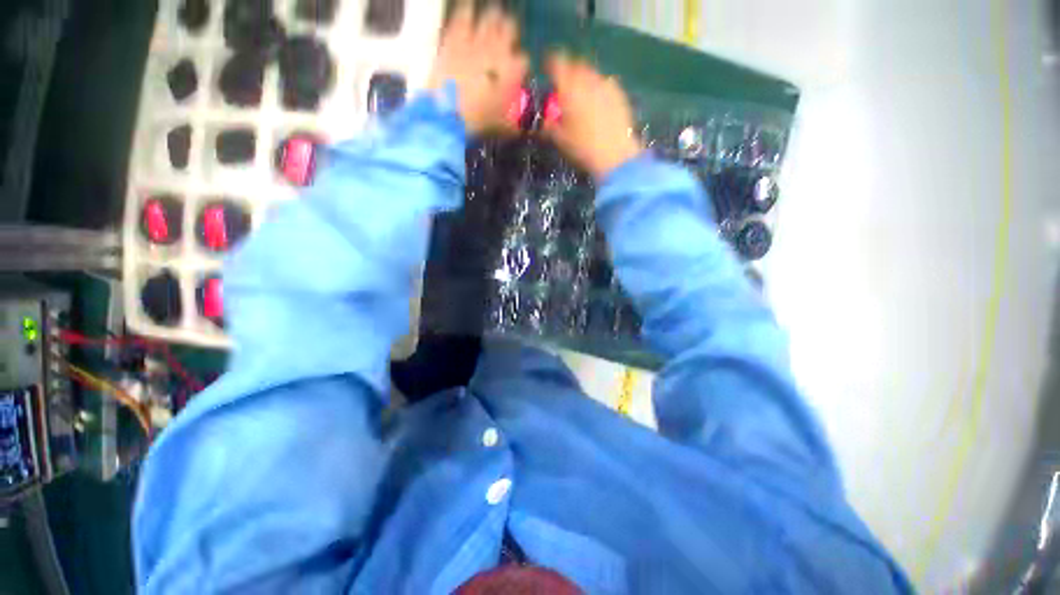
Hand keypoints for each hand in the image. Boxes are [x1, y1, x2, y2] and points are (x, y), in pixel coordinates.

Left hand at [429, 2, 528, 135]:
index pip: (524, 60)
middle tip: (505, 37)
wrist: (449, 112)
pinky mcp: (456, 35)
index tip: (517, 71)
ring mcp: (477, 39)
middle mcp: (499, 49)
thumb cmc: (479, 121)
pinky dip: (467, 10)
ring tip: (491, 20)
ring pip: (490, 16)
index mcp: (513, 71)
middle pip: (510, 28)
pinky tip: (468, 9)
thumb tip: (522, 123)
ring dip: (492, 18)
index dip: (521, 65)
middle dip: (509, 32)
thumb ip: (515, 119)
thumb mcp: (502, 125)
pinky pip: (464, 13)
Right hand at [543, 54, 642, 179]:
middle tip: (565, 86)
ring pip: (592, 73)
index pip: (557, 62)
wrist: (614, 155)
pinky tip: (598, 103)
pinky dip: (599, 88)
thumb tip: (543, 122)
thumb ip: (549, 126)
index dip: (550, 63)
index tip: (547, 68)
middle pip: (576, 65)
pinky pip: (606, 83)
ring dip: (585, 79)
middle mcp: (588, 79)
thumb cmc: (582, 147)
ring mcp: (606, 84)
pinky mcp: (620, 94)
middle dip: (569, 72)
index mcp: (569, 86)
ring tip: (582, 94)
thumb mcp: (559, 139)